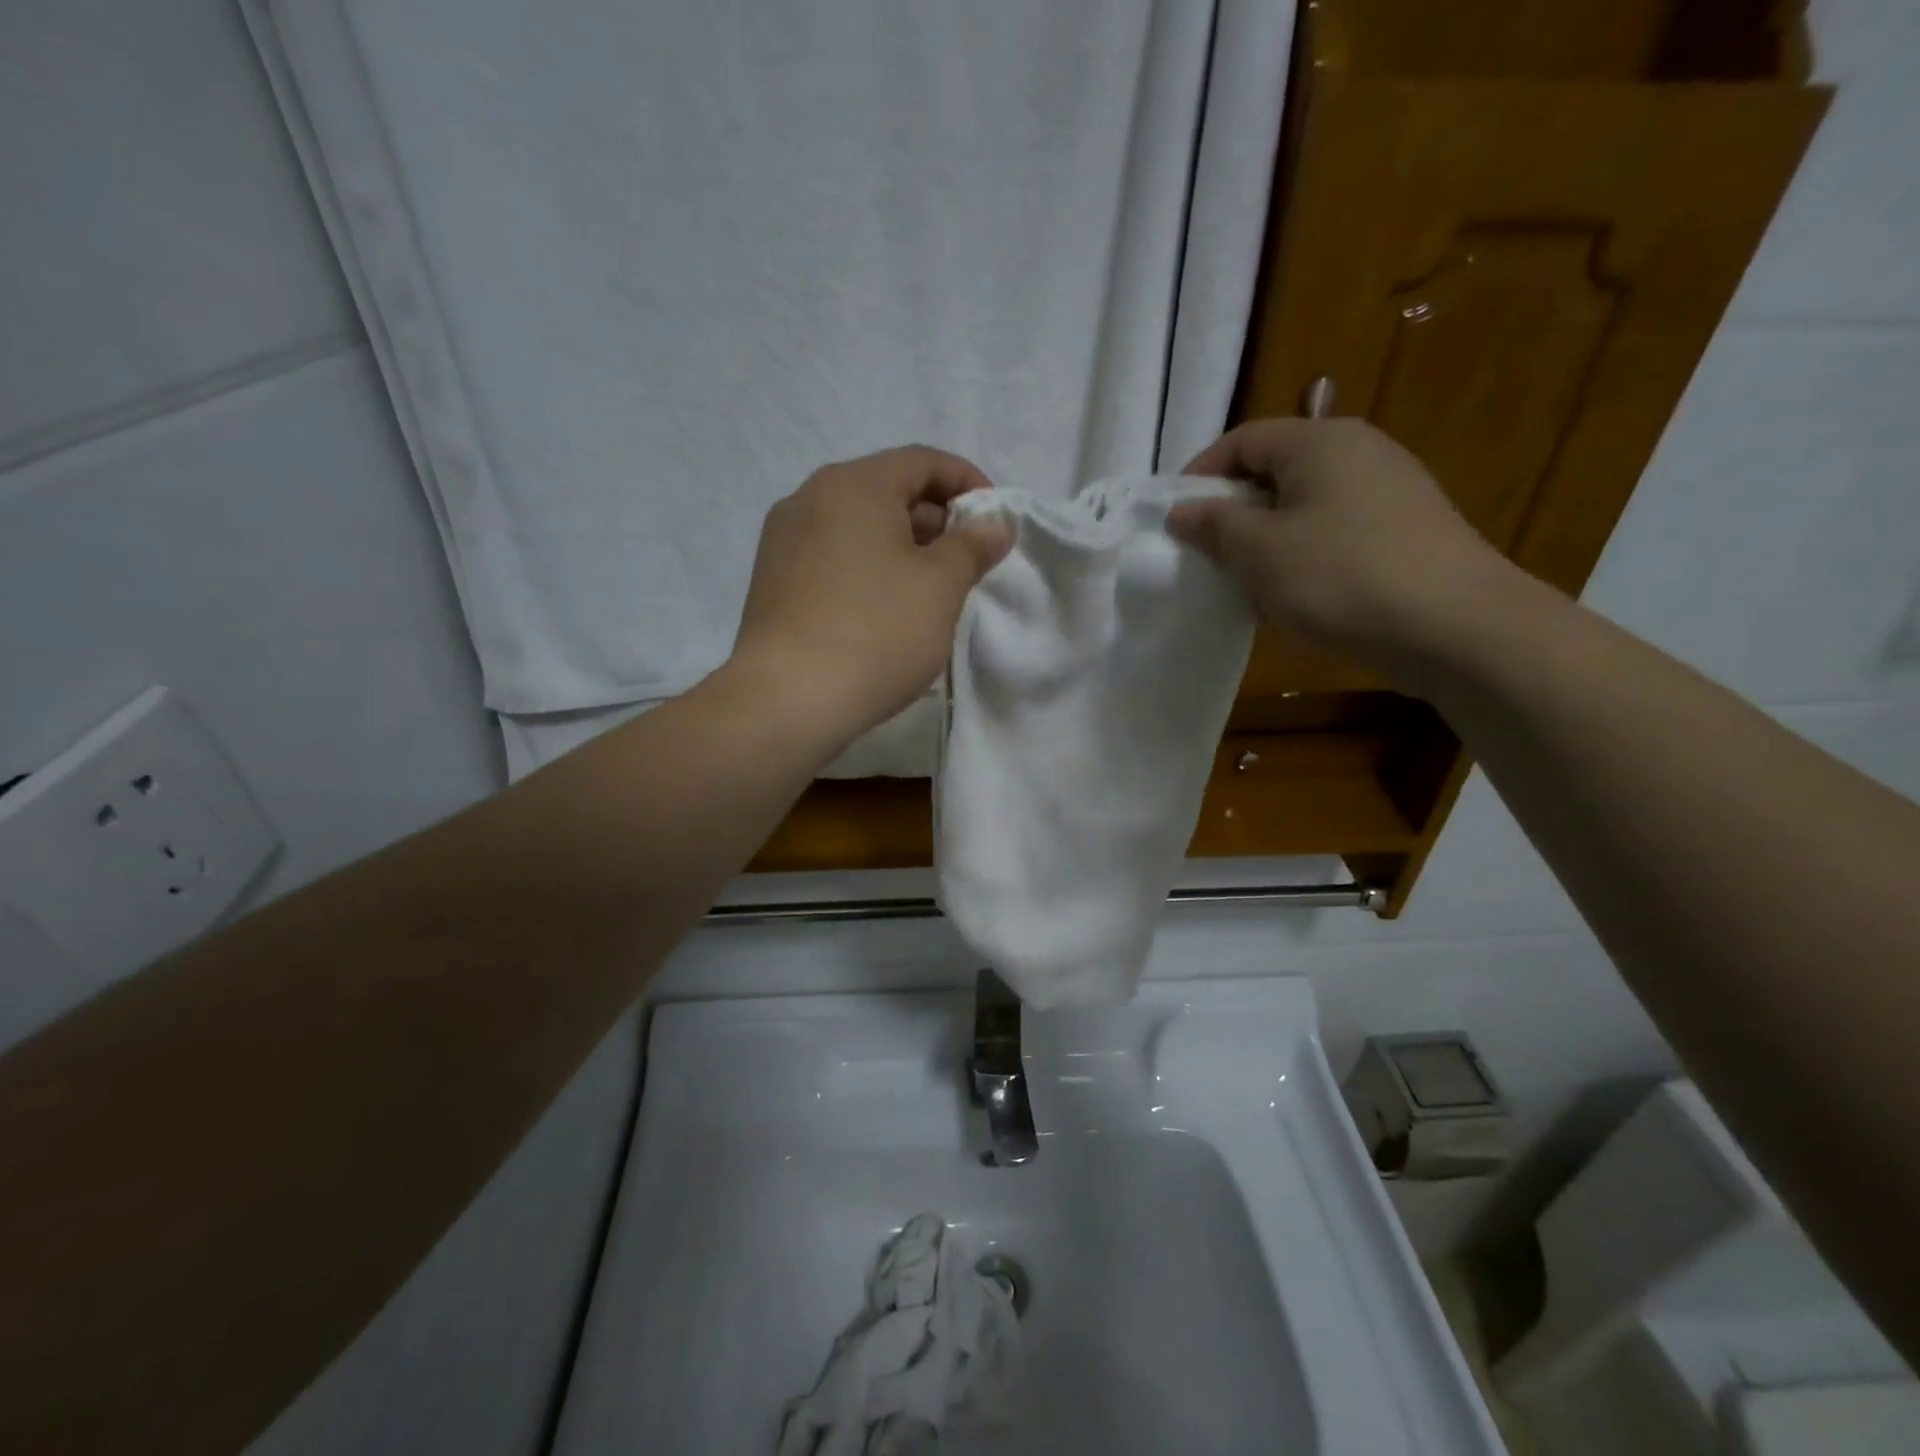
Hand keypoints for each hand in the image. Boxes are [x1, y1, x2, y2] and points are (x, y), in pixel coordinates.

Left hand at [730, 445, 1011, 745]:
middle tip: (967, 562)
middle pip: (886, 491)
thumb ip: (973, 546)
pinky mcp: (772, 582)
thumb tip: (994, 523)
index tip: (994, 520)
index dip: (967, 482)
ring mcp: (783, 541)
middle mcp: (809, 499)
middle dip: (935, 520)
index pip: (922, 461)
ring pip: (857, 528)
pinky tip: (884, 610)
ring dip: (901, 547)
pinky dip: (867, 569)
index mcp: (853, 484)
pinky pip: (832, 558)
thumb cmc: (876, 632)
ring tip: (930, 590)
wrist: (788, 700)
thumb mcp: (941, 586)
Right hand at [1166, 418, 1517, 679]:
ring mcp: (1390, 489)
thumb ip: (1215, 526)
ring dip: (1267, 536)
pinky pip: (1335, 528)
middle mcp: (1359, 450)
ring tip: (1248, 579)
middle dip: (1233, 509)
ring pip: (1305, 502)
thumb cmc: (1342, 577)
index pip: (1242, 439)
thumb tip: (1181, 510)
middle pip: (1276, 468)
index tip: (1175, 518)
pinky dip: (1303, 552)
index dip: (1201, 474)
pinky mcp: (1406, 528)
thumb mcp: (1261, 552)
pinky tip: (1298, 594)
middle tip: (1207, 553)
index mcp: (1321, 441)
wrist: (1456, 627)